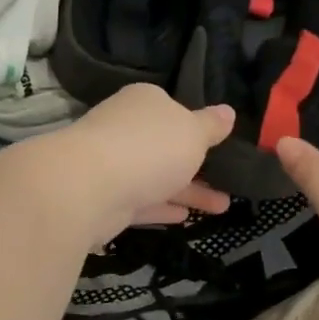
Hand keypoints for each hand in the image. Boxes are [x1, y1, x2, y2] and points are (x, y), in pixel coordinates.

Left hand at [33, 85, 234, 248]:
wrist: (89, 186)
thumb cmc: (150, 147)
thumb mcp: (193, 133)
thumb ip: (211, 126)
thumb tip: (228, 112)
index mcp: (144, 102)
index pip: (172, 109)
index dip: (195, 125)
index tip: (217, 143)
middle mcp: (125, 128)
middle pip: (165, 146)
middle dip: (197, 165)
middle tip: (229, 182)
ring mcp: (112, 164)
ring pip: (156, 177)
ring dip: (188, 191)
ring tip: (223, 207)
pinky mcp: (105, 199)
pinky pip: (140, 202)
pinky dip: (162, 208)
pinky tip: (185, 218)